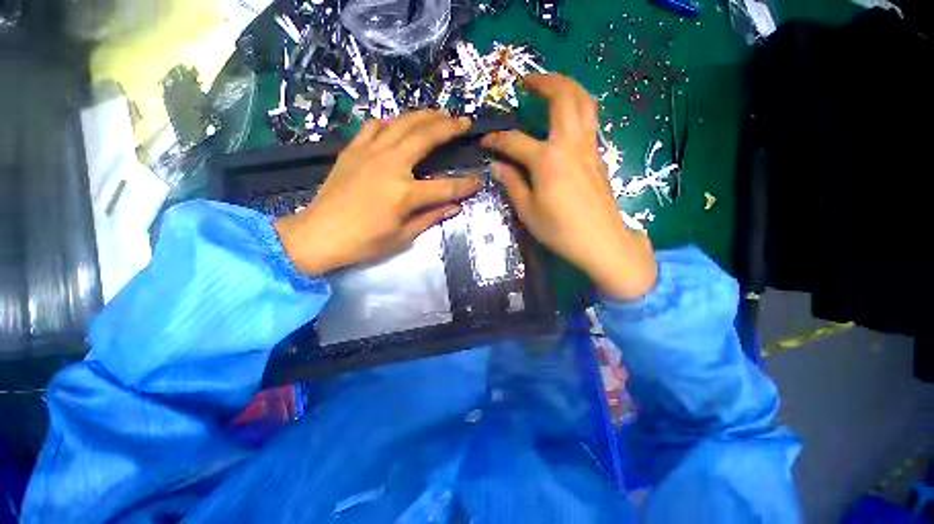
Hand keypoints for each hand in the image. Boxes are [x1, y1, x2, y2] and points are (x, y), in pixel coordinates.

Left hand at [275, 110, 480, 274]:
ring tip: (440, 113)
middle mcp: (390, 165)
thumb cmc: (364, 243)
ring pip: (402, 123)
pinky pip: (375, 125)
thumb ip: (431, 217)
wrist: (318, 235)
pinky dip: (392, 120)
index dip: (465, 185)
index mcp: (404, 194)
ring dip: (425, 116)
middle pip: (426, 138)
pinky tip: (401, 121)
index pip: (445, 187)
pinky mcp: (353, 150)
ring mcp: (369, 153)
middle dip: (449, 128)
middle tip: (465, 122)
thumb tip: (455, 207)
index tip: (478, 182)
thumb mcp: (403, 236)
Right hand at [482, 74, 657, 299]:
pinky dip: (578, 106)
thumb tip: (497, 166)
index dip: (496, 140)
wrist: (601, 241)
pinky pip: (590, 119)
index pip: (515, 141)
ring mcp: (589, 147)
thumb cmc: (560, 230)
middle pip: (563, 97)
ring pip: (584, 102)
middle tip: (528, 81)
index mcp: (547, 160)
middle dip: (544, 82)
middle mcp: (570, 144)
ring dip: (567, 86)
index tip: (484, 141)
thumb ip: (512, 184)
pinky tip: (567, 115)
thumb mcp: (528, 211)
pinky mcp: (598, 155)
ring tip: (551, 86)